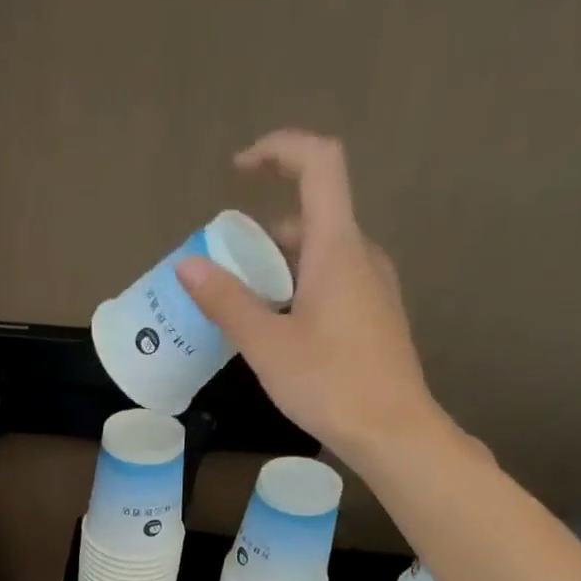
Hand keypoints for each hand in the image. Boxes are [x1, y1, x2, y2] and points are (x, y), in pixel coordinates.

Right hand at [176, 130, 441, 455]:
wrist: (393, 431)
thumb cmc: (330, 384)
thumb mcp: (267, 345)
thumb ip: (227, 301)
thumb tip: (187, 265)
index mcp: (337, 247)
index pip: (318, 163)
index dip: (279, 150)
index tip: (239, 169)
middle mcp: (361, 254)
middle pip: (312, 214)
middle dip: (262, 231)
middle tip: (223, 271)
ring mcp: (374, 285)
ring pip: (321, 252)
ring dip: (279, 265)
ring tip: (243, 308)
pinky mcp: (375, 314)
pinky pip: (332, 280)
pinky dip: (298, 287)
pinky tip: (277, 332)